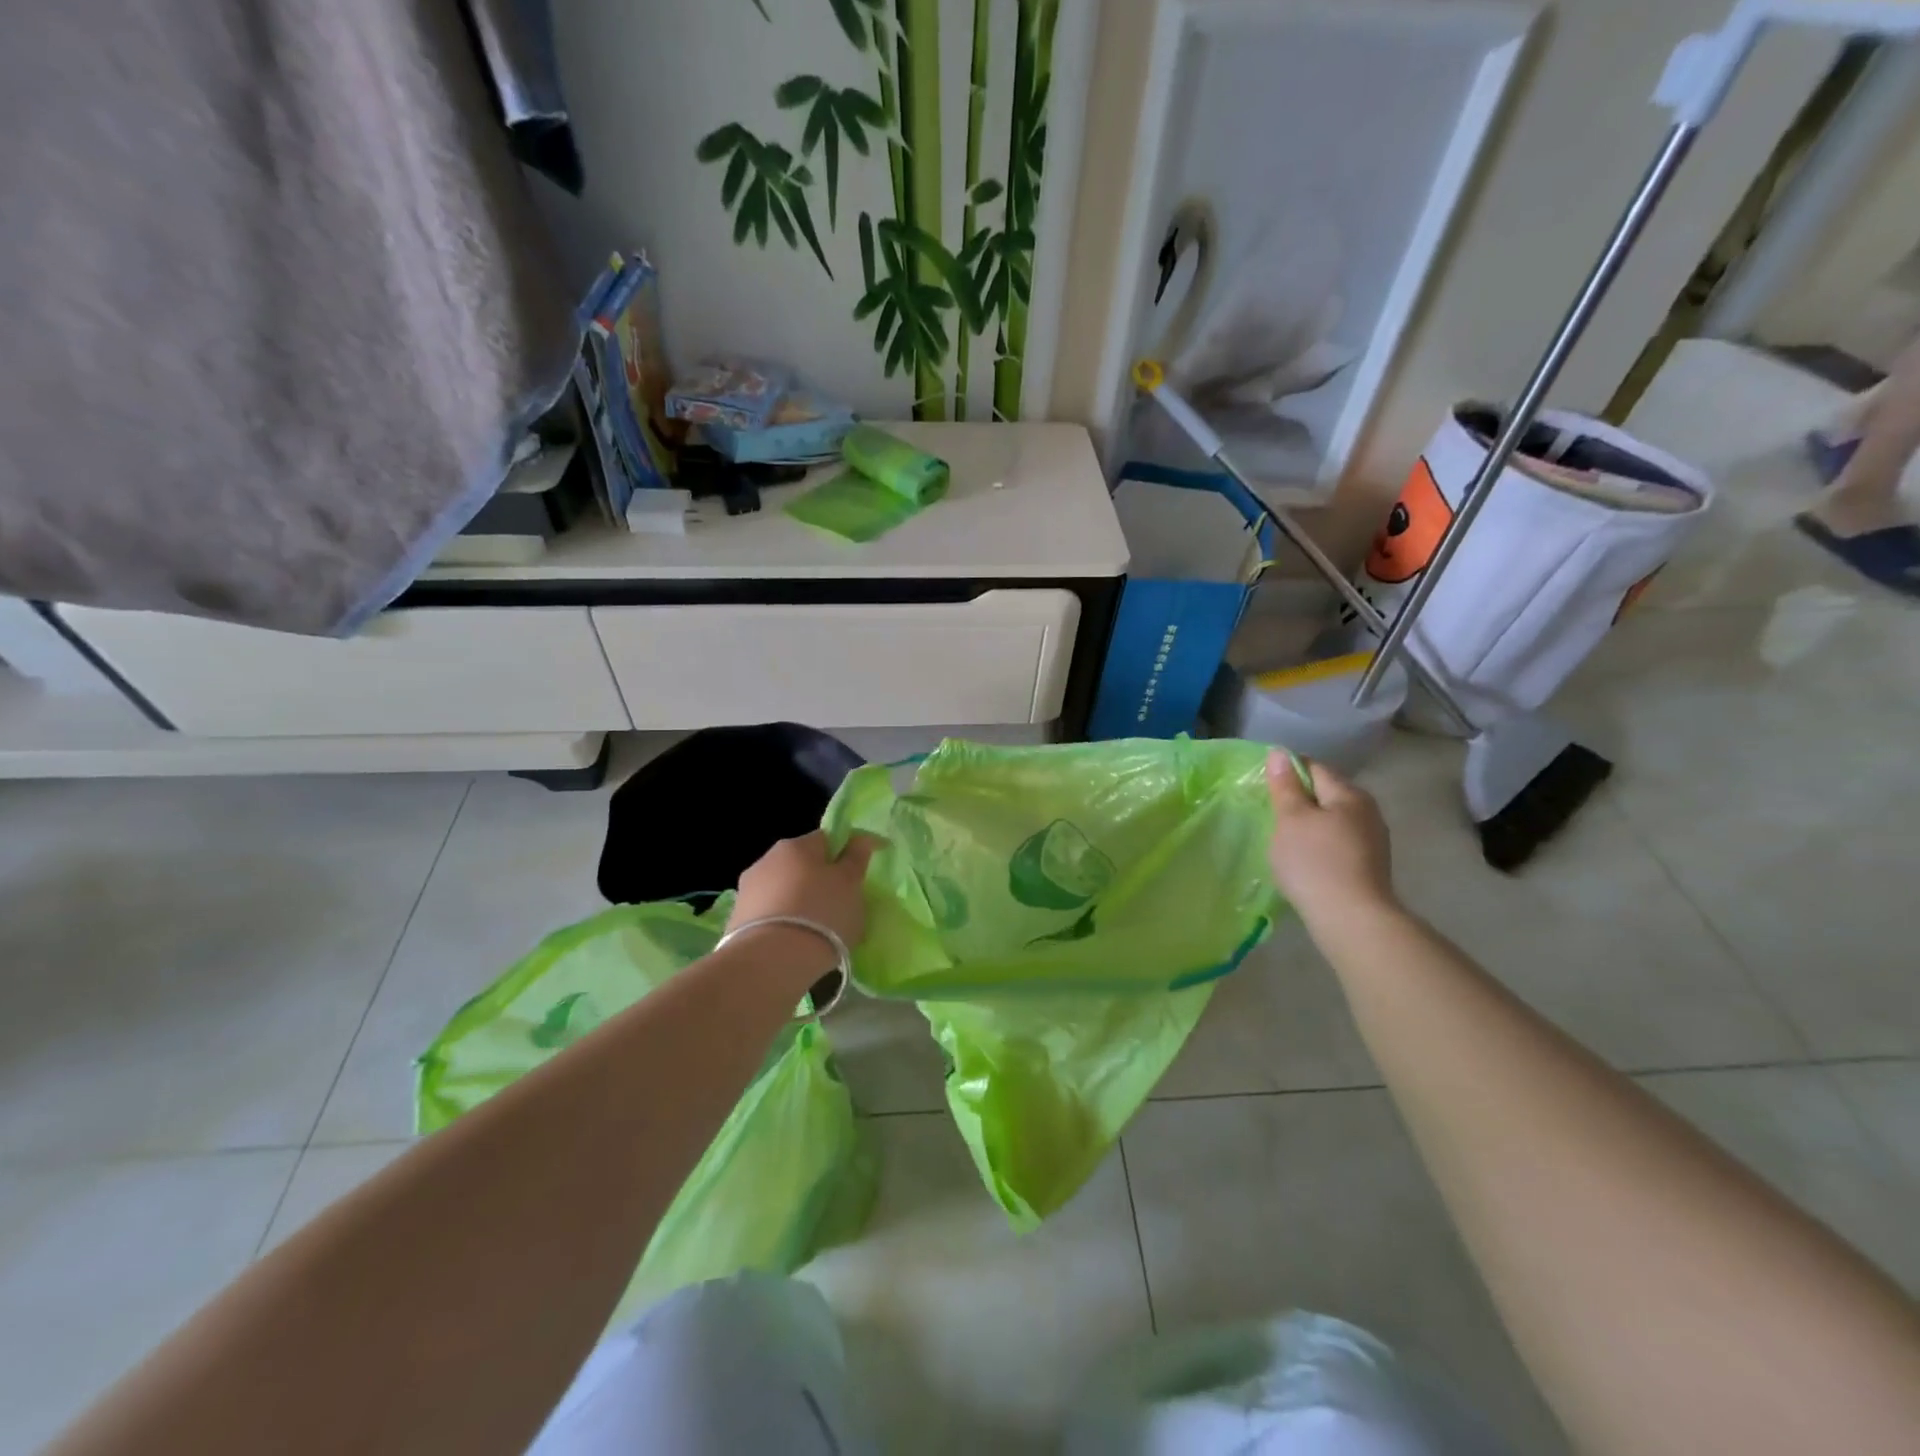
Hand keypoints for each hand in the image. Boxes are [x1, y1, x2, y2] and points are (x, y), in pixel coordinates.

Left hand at [729, 831, 883, 953]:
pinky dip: (782, 923)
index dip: (843, 855)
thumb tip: (860, 839)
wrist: (771, 962)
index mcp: (796, 845)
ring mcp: (747, 890)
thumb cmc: (821, 913)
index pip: (825, 839)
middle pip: (801, 864)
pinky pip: (769, 915)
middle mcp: (767, 859)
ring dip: (797, 902)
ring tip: (815, 931)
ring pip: (783, 890)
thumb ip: (856, 858)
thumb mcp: (851, 884)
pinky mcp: (736, 920)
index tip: (854, 879)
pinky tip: (793, 944)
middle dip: (818, 881)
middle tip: (837, 907)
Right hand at [1266, 752, 1396, 925]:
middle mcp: (1367, 811)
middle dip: (1299, 800)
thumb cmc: (1315, 862)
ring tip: (1285, 839)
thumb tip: (1280, 753)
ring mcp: (1372, 840)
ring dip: (1310, 824)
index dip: (1287, 772)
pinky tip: (1305, 860)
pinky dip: (1320, 844)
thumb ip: (1285, 786)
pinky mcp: (1369, 865)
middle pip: (1326, 794)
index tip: (1264, 787)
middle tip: (1270, 814)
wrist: (1352, 919)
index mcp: (1349, 794)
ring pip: (1332, 820)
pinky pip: (1338, 842)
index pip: (1313, 768)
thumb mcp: (1291, 819)